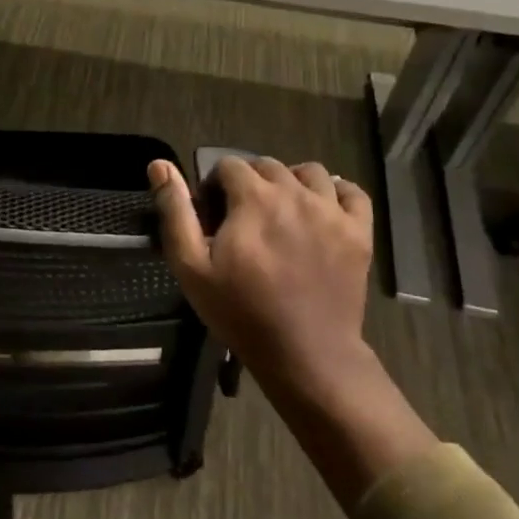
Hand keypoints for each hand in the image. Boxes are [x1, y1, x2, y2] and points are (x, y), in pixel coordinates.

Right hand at [149, 156, 375, 391]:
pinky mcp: (359, 232)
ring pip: (311, 172)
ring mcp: (332, 211)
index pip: (229, 165)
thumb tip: (159, 164)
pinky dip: (337, 192)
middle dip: (250, 182)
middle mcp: (295, 193)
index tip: (213, 216)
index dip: (215, 185)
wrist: (305, 354)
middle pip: (268, 165)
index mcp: (253, 198)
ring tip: (282, 210)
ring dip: (291, 181)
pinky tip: (322, 208)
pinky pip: (353, 193)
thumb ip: (175, 211)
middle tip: (243, 218)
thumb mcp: (191, 266)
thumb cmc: (241, 311)